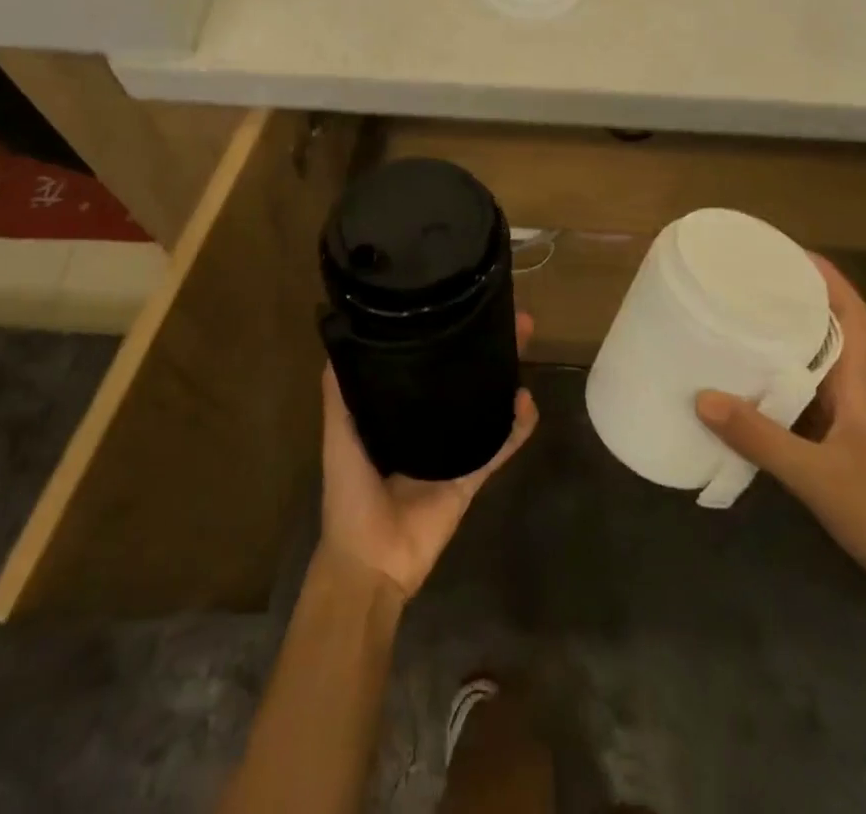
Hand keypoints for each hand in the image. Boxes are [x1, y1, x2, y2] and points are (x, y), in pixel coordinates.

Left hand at [319, 314, 539, 601]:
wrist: (370, 560)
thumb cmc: (349, 493)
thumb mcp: (339, 435)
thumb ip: (339, 393)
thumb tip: (341, 337)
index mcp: (398, 412)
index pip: (425, 365)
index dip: (444, 336)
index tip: (459, 304)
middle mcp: (428, 424)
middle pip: (462, 377)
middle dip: (484, 346)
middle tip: (509, 317)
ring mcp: (454, 449)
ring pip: (487, 404)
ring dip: (506, 374)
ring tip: (523, 342)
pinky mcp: (472, 475)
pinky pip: (500, 446)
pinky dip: (517, 426)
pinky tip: (527, 401)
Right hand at [695, 257, 865, 630]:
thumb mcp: (821, 479)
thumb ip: (762, 439)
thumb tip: (702, 396)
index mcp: (859, 388)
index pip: (851, 315)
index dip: (825, 277)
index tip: (787, 251)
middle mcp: (853, 398)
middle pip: (825, 335)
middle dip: (790, 305)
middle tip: (741, 287)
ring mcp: (848, 429)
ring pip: (809, 373)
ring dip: (777, 350)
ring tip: (730, 331)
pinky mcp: (839, 456)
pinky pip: (799, 409)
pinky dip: (771, 396)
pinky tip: (740, 401)